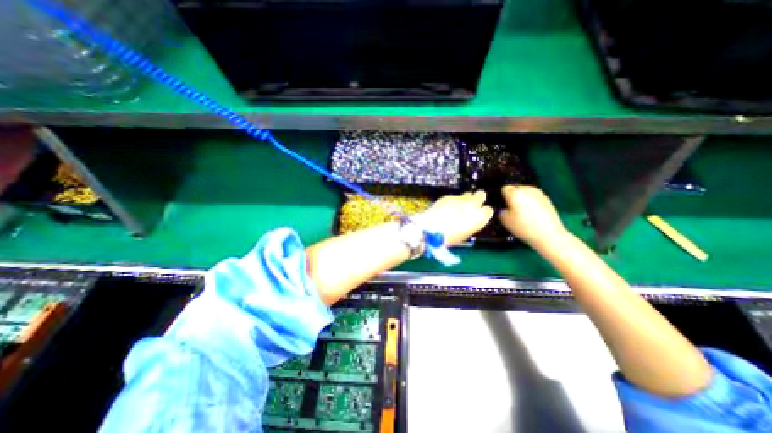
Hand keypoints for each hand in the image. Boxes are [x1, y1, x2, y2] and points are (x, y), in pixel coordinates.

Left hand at [416, 189, 493, 244]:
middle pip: (481, 194)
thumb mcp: (465, 234)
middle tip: (471, 204)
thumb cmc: (450, 237)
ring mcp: (460, 198)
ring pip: (467, 194)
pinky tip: (445, 208)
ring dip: (465, 199)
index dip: (483, 212)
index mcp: (479, 217)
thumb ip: (471, 224)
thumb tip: (471, 219)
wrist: (432, 229)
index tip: (479, 214)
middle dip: (477, 198)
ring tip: (457, 206)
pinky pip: (454, 197)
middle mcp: (472, 205)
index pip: (488, 210)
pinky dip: (452, 201)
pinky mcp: (448, 196)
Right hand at [502, 185, 565, 248]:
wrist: (549, 235)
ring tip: (521, 211)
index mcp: (514, 192)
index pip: (504, 189)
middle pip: (515, 188)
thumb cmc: (523, 227)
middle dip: (512, 196)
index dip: (501, 196)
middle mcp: (526, 189)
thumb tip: (502, 208)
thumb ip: (500, 211)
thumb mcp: (505, 221)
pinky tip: (531, 213)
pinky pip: (533, 197)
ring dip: (522, 198)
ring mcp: (538, 193)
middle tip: (510, 208)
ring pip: (525, 192)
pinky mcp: (547, 198)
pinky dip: (530, 202)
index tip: (501, 205)